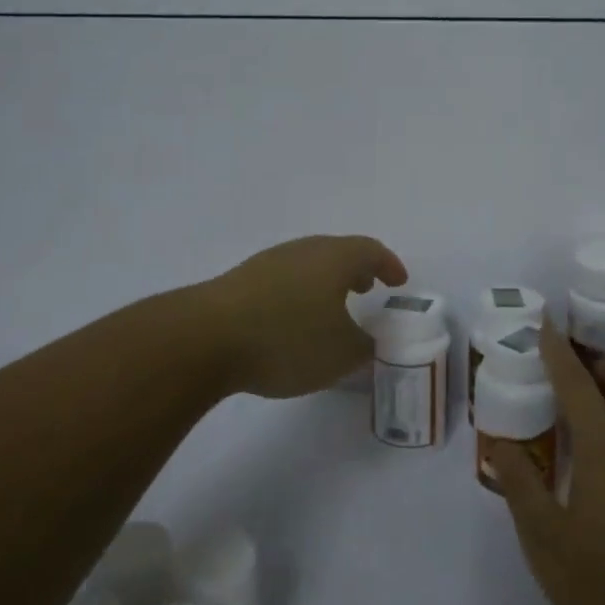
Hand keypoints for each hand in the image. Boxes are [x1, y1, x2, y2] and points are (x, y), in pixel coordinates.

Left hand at [201, 235, 407, 398]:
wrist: (206, 337)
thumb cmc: (287, 339)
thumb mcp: (341, 354)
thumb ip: (364, 347)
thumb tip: (368, 341)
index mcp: (334, 258)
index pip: (370, 250)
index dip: (389, 265)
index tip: (399, 282)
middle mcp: (303, 250)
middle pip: (337, 252)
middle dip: (356, 270)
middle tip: (367, 289)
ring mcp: (268, 262)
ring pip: (308, 265)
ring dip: (326, 283)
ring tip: (331, 308)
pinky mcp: (240, 282)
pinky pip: (283, 280)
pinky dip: (299, 294)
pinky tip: (292, 321)